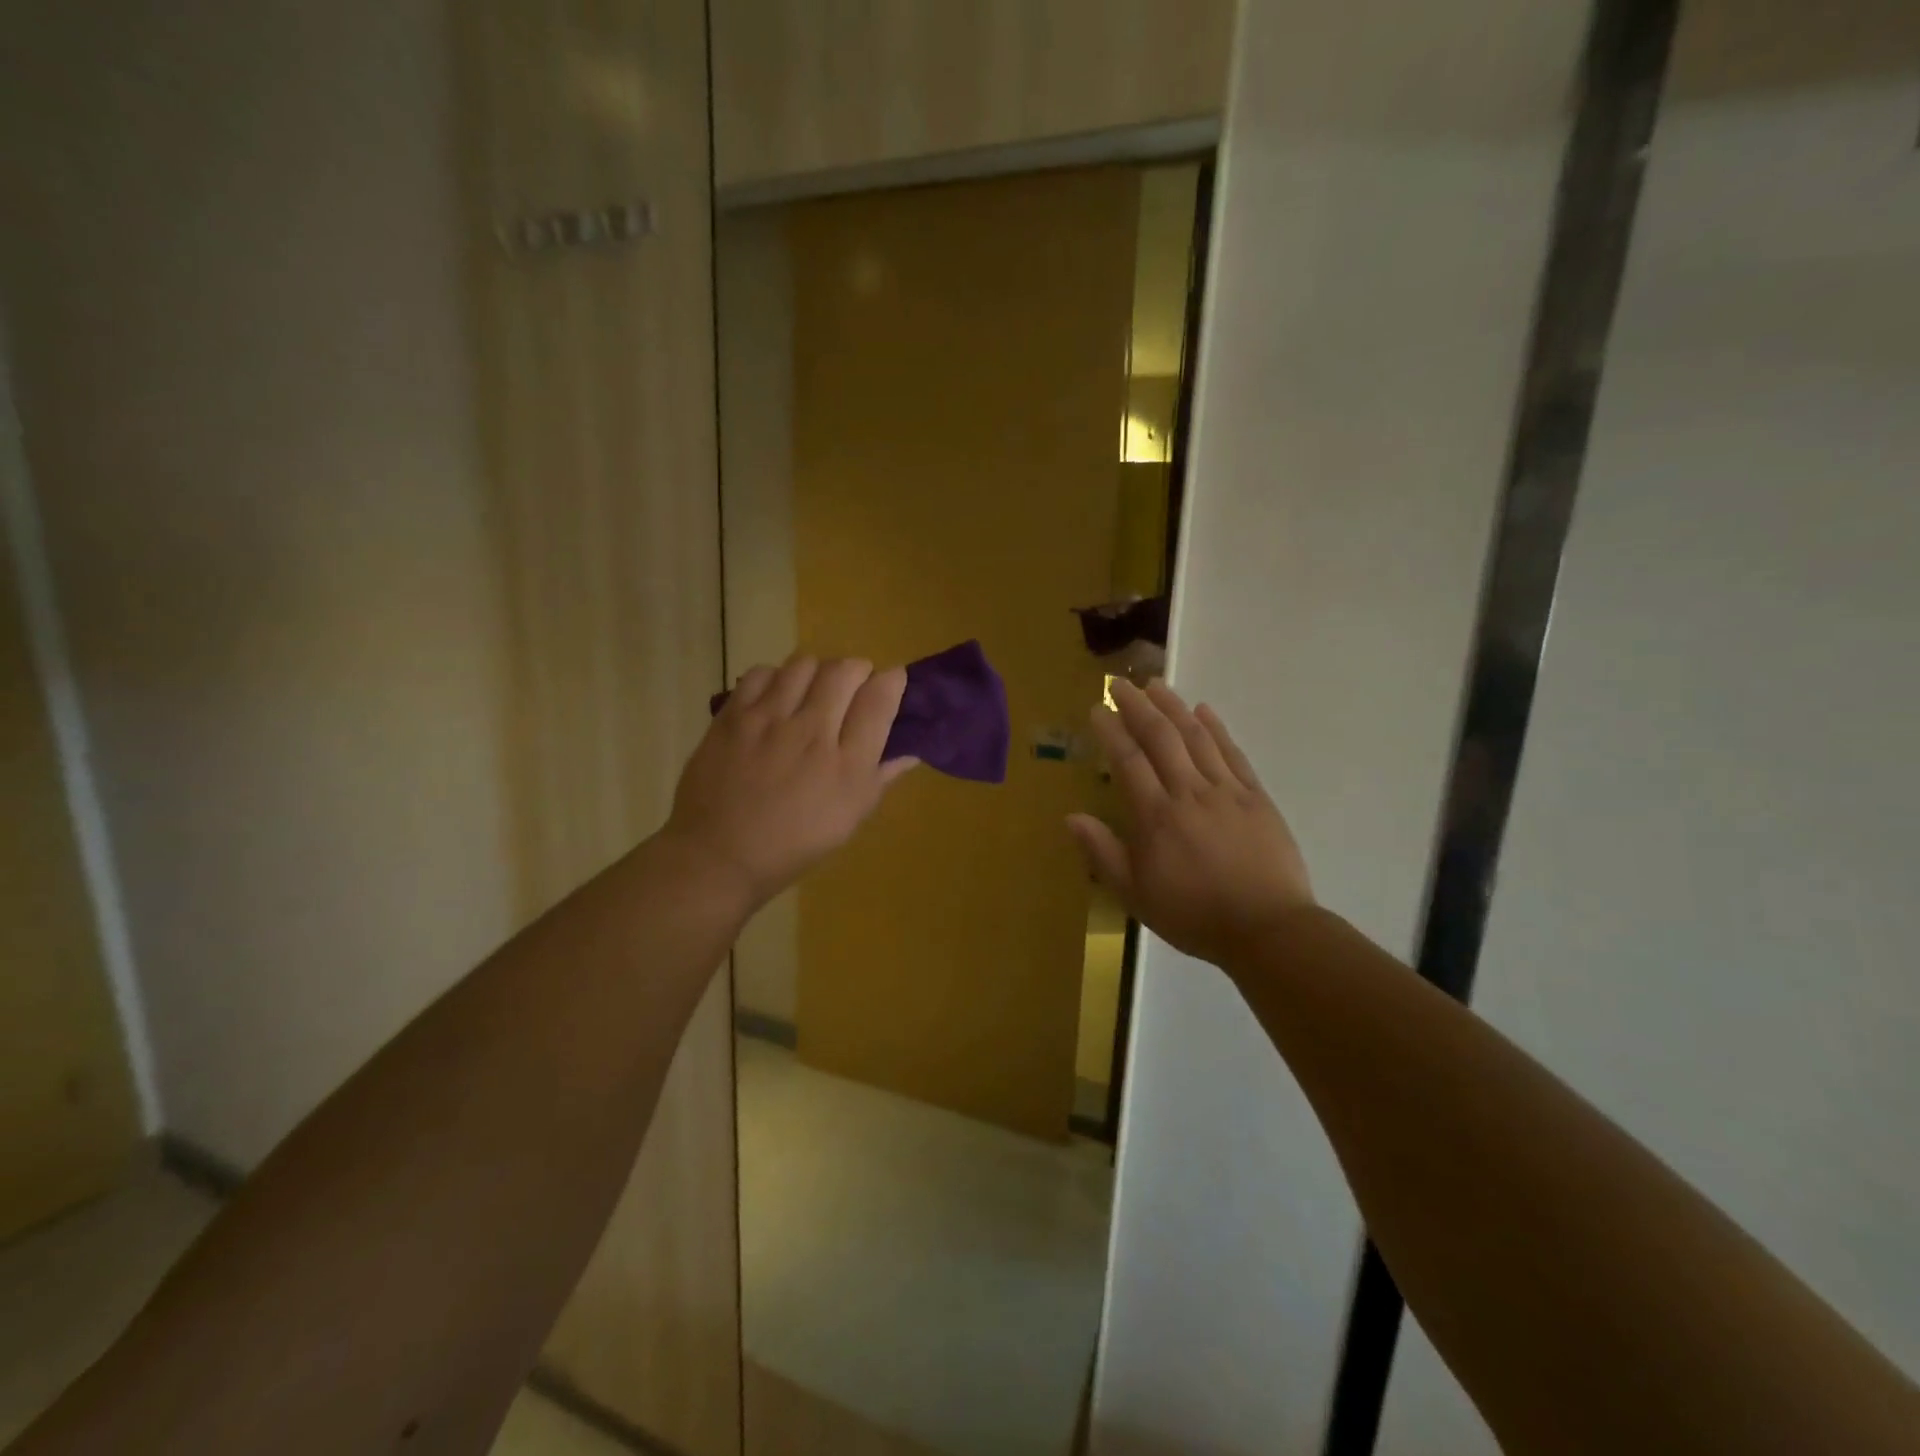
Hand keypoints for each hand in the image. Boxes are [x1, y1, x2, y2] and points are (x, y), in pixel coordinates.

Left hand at [664, 655, 916, 907]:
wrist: (720, 854)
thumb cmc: (794, 844)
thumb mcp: (849, 819)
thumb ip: (880, 778)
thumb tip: (911, 752)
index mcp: (847, 764)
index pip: (879, 698)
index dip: (893, 680)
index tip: (892, 681)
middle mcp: (811, 733)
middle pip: (845, 670)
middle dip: (858, 670)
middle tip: (853, 688)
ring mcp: (769, 720)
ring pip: (805, 664)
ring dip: (818, 671)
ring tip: (813, 690)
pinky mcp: (733, 716)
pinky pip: (761, 673)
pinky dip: (776, 678)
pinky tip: (776, 698)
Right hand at [1068, 680, 1313, 969]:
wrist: (1267, 930)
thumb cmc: (1193, 916)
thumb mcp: (1135, 894)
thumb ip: (1103, 853)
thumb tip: (1071, 817)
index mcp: (1156, 817)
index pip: (1128, 761)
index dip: (1111, 731)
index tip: (1097, 708)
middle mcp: (1189, 793)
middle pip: (1161, 737)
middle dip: (1137, 706)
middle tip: (1120, 683)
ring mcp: (1227, 791)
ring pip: (1196, 737)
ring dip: (1173, 706)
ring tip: (1156, 684)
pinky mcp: (1256, 797)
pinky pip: (1232, 753)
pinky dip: (1216, 728)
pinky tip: (1203, 710)